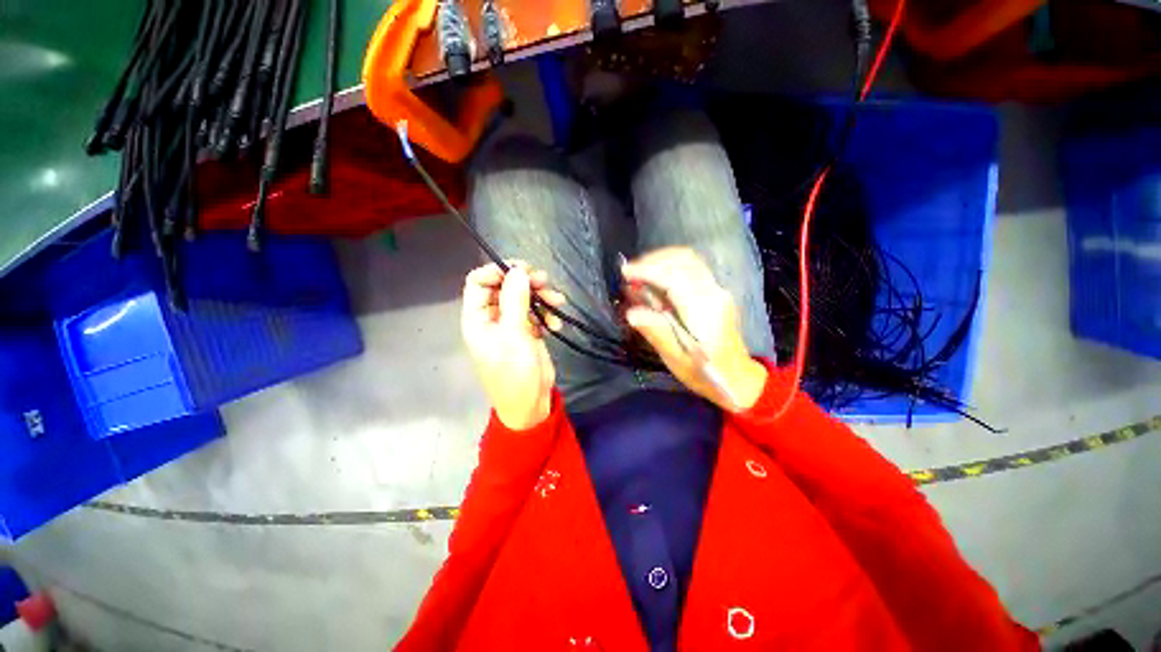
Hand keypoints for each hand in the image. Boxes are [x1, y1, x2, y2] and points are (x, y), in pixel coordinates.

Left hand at [461, 262, 564, 429]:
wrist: (530, 405)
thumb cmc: (514, 373)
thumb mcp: (514, 335)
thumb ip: (515, 300)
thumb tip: (517, 270)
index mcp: (477, 318)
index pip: (478, 282)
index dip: (496, 271)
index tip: (520, 269)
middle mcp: (492, 318)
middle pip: (504, 287)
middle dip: (524, 282)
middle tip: (544, 280)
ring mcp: (510, 325)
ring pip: (523, 298)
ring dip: (540, 297)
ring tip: (557, 301)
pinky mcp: (527, 332)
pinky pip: (535, 313)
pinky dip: (546, 314)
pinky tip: (555, 325)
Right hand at [622, 248, 767, 411]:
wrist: (738, 378)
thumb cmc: (706, 373)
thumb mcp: (677, 359)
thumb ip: (656, 332)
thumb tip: (631, 313)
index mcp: (704, 312)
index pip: (674, 277)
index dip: (647, 270)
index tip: (624, 273)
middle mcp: (714, 293)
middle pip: (683, 260)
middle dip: (652, 261)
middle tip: (629, 274)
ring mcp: (717, 290)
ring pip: (688, 259)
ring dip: (661, 260)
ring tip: (639, 273)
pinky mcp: (715, 291)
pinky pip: (691, 267)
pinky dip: (670, 265)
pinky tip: (655, 277)